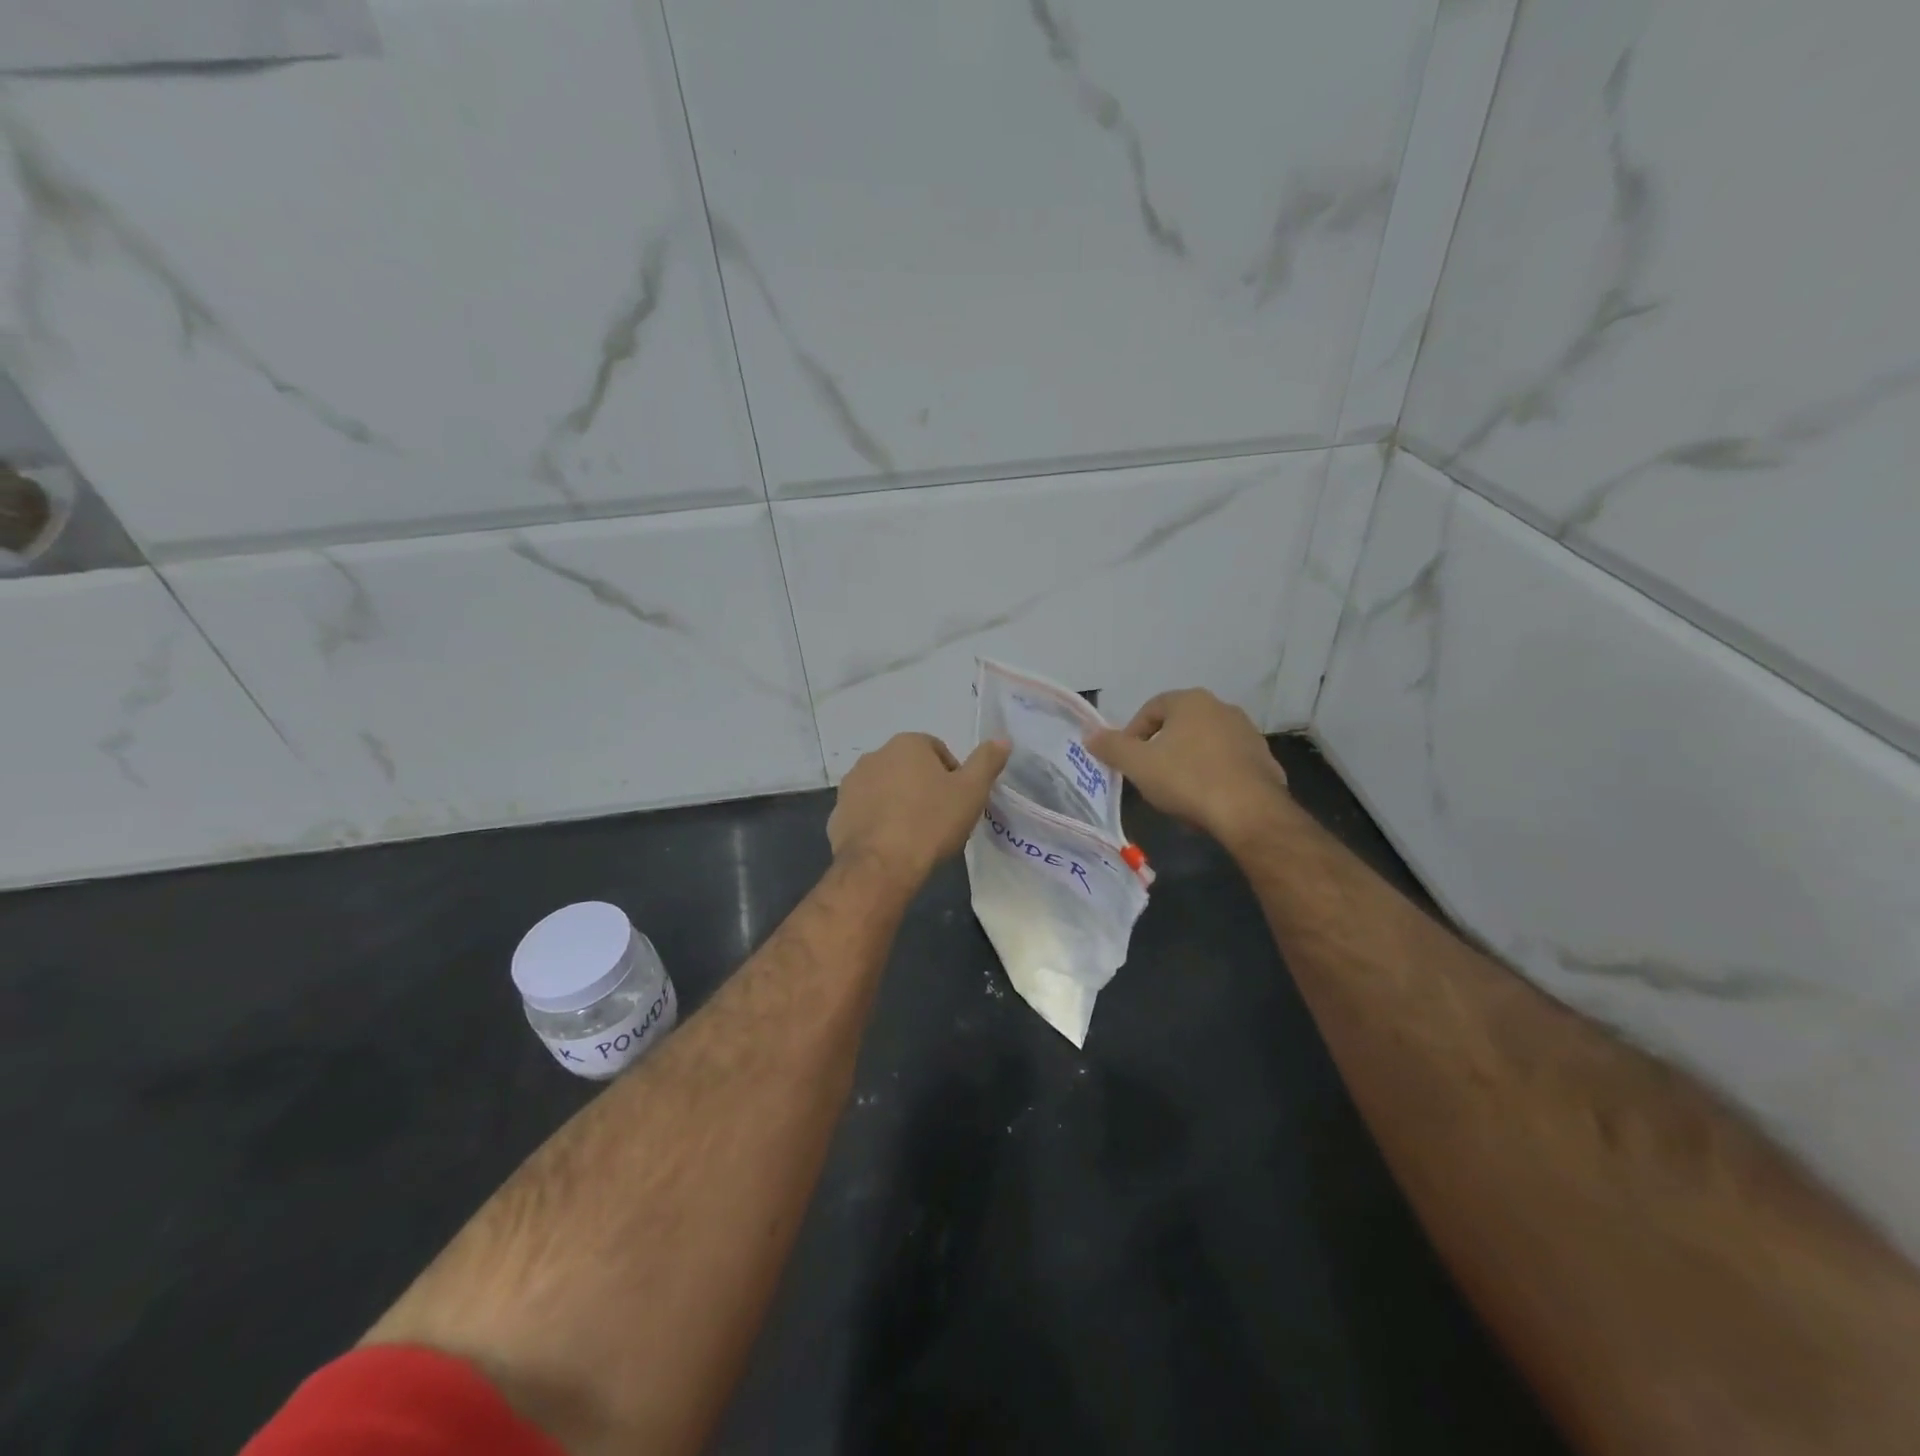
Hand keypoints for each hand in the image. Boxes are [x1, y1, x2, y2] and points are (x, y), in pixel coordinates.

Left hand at [828, 733, 1011, 889]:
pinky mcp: (837, 815)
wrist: (881, 866)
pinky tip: (891, 846)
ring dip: (899, 804)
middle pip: (909, 769)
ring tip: (915, 835)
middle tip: (940, 820)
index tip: (958, 803)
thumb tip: (1002, 739)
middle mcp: (874, 756)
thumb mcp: (971, 791)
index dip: (953, 776)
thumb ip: (987, 761)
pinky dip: (878, 824)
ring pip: (885, 790)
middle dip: (924, 788)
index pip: (938, 750)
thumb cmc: (931, 822)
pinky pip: (865, 814)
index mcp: (907, 744)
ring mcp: (851, 786)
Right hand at [1085, 689, 1289, 848]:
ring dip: (1188, 762)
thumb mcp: (1138, 765)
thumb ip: (1111, 747)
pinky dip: (1213, 776)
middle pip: (1179, 726)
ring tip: (1177, 792)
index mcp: (1190, 701)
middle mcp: (1222, 708)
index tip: (1127, 761)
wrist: (1249, 812)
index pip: (1151, 709)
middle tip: (1149, 776)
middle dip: (1161, 748)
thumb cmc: (1187, 779)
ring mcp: (1247, 734)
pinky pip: (1227, 764)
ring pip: (1204, 745)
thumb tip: (1090, 735)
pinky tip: (1206, 801)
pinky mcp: (1264, 760)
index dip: (1132, 734)